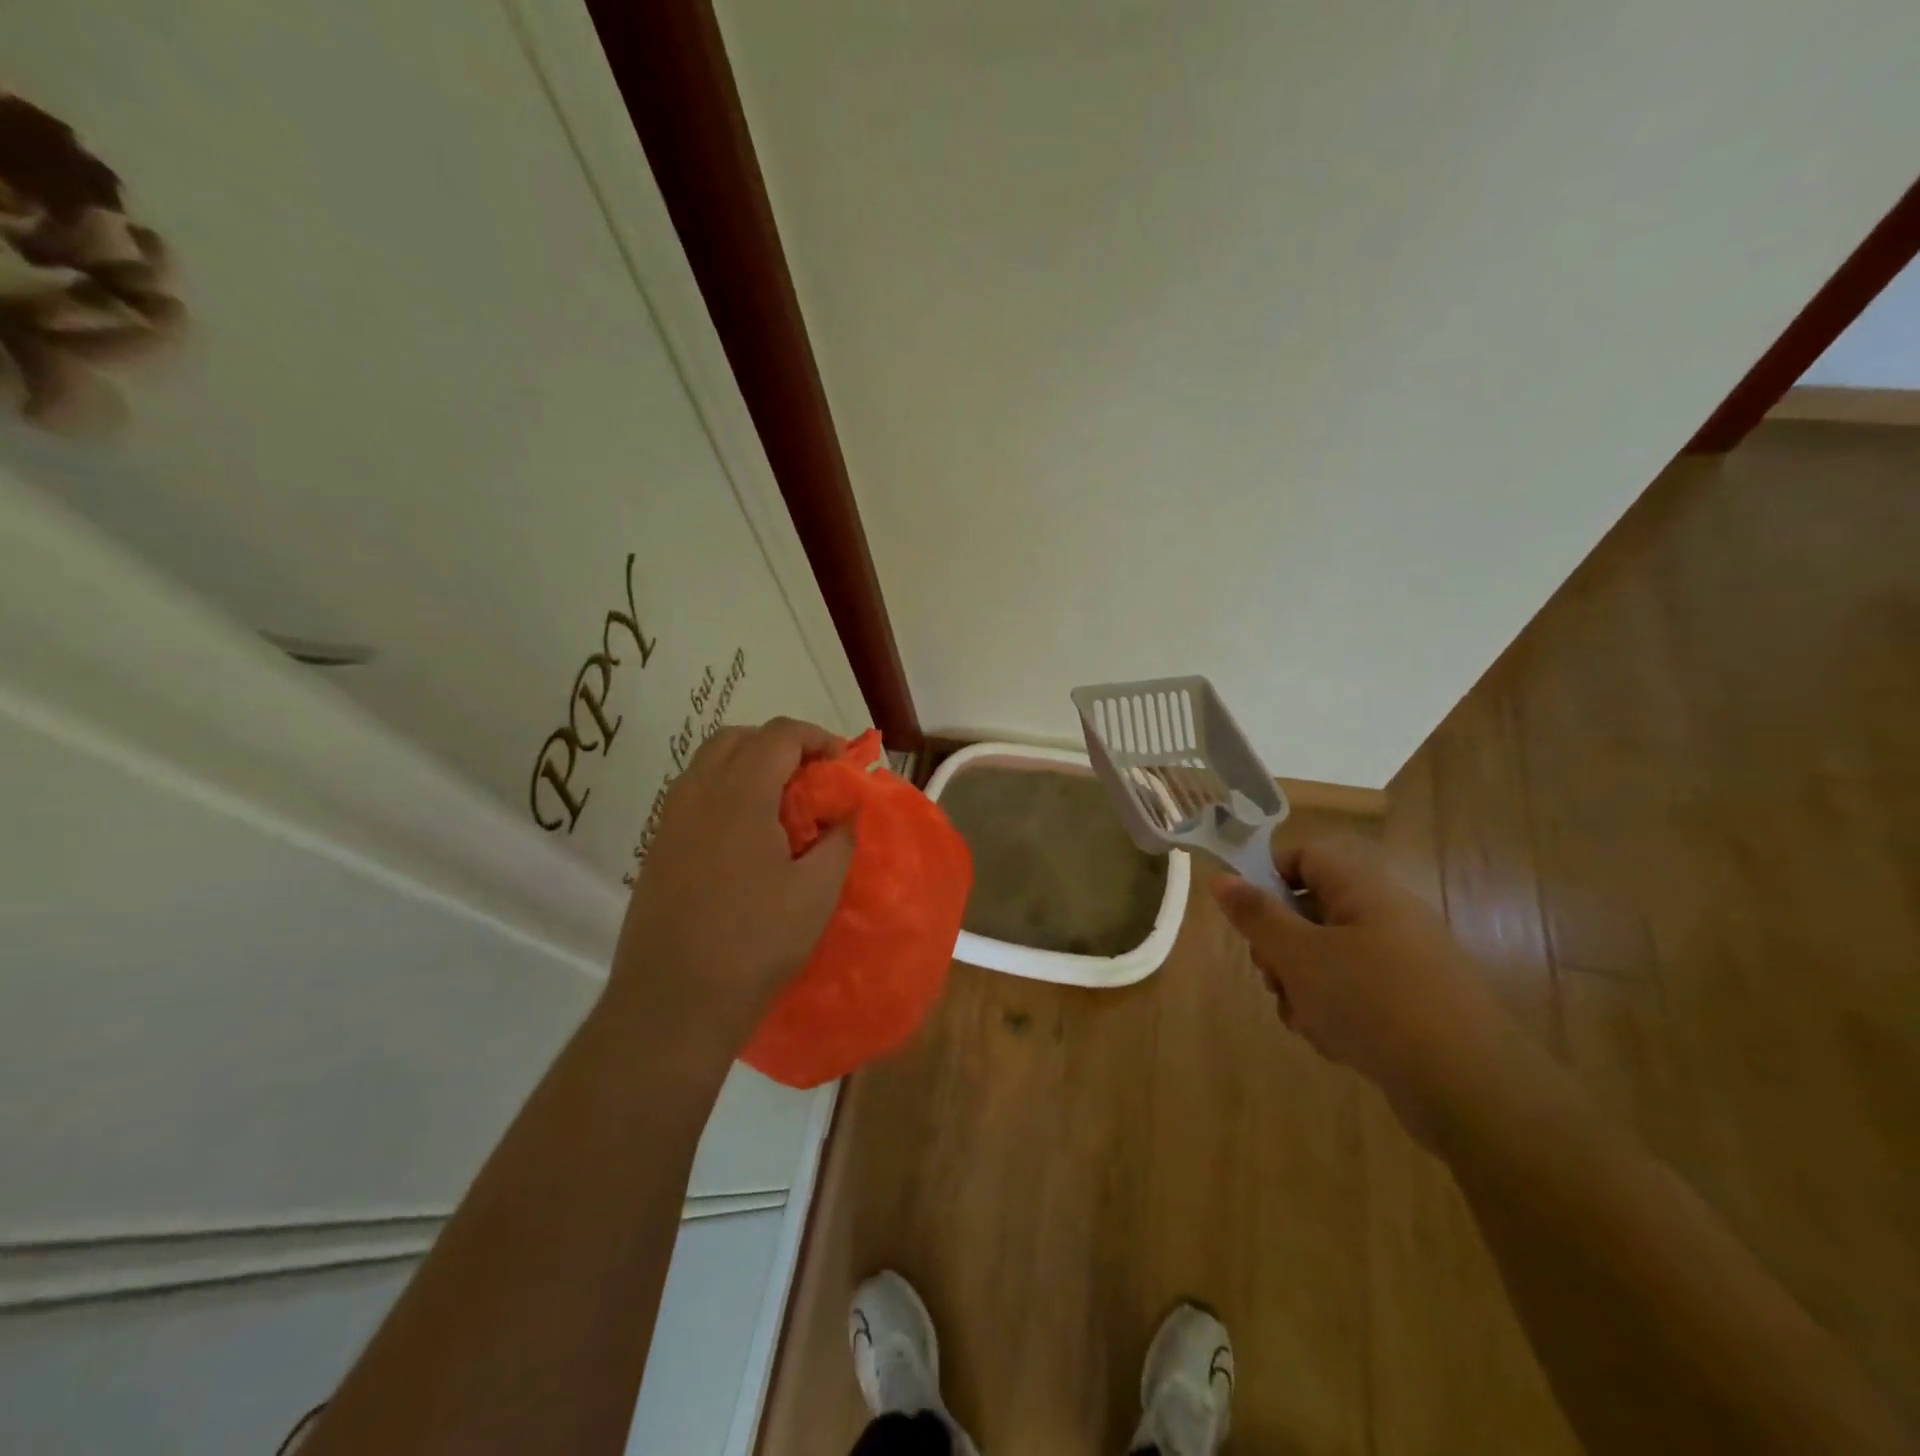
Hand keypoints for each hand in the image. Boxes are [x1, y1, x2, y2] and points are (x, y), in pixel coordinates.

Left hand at [605, 717, 855, 1064]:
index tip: (842, 766)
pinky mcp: (658, 848)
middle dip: (780, 745)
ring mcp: (670, 821)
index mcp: (739, 794)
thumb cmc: (755, 942)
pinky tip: (748, 838)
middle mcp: (697, 794)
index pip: (779, 735)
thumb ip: (839, 840)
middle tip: (811, 778)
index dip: (817, 738)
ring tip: (782, 806)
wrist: (673, 1002)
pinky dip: (726, 792)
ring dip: (749, 766)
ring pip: (710, 764)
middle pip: (738, 738)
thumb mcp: (816, 891)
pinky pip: (694, 795)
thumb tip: (847, 812)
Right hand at [1211, 837, 1512, 1136]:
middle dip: (1280, 949)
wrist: (1471, 1089)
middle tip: (1273, 978)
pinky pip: (1354, 994)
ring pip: (1326, 959)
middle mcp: (1386, 917)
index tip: (1249, 919)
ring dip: (1302, 988)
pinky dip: (1334, 1013)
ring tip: (1308, 1020)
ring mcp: (1402, 963)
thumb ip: (1256, 915)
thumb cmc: (1373, 1003)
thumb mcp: (1299, 955)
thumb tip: (1222, 878)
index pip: (1305, 856)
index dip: (1269, 877)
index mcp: (1364, 890)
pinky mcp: (1412, 1005)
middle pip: (1309, 912)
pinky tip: (1336, 1043)